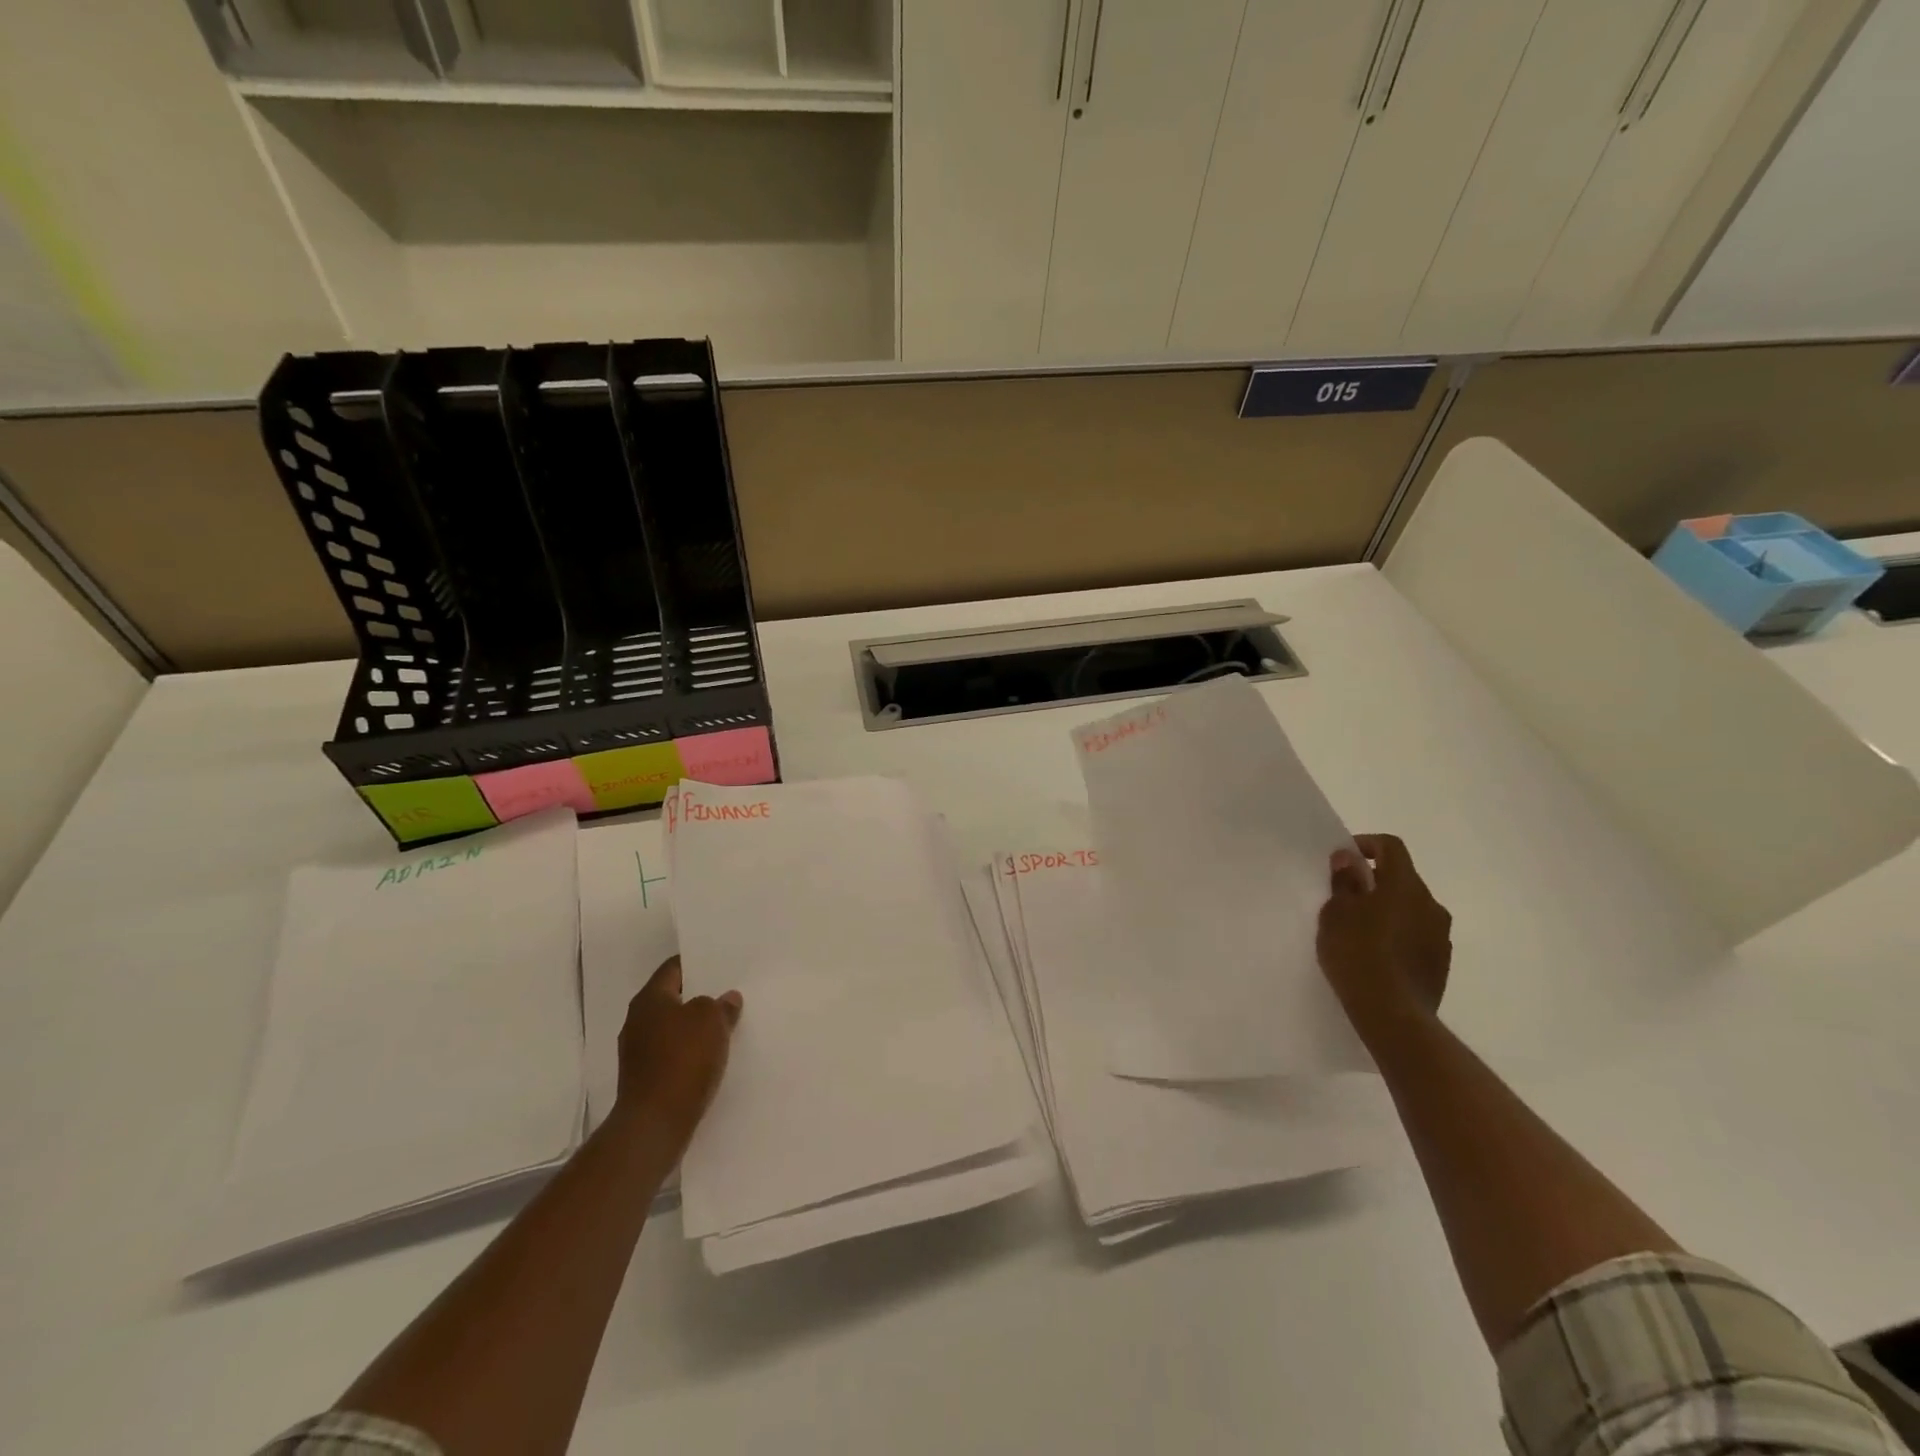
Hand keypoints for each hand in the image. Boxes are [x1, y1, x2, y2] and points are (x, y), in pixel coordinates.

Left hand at [613, 957, 742, 1156]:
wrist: (655, 1123)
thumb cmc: (683, 1059)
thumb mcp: (711, 1020)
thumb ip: (720, 1004)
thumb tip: (726, 999)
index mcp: (649, 999)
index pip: (673, 968)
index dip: (698, 963)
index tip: (721, 963)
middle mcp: (637, 1021)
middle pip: (672, 999)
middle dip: (698, 997)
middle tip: (728, 993)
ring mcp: (638, 1052)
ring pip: (673, 1028)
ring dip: (695, 1027)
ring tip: (725, 1025)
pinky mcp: (644, 1079)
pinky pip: (672, 1054)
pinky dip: (690, 1052)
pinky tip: (711, 1056)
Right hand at [1316, 833, 1451, 1042]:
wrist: (1392, 1014)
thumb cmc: (1357, 954)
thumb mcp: (1336, 913)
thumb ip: (1343, 882)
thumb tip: (1349, 859)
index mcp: (1405, 886)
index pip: (1391, 847)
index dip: (1366, 844)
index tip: (1343, 859)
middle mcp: (1431, 905)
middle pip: (1402, 879)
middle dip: (1374, 881)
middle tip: (1345, 897)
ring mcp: (1440, 936)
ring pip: (1411, 908)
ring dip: (1387, 909)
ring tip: (1358, 929)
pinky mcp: (1440, 962)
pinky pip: (1417, 935)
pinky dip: (1397, 934)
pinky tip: (1376, 954)